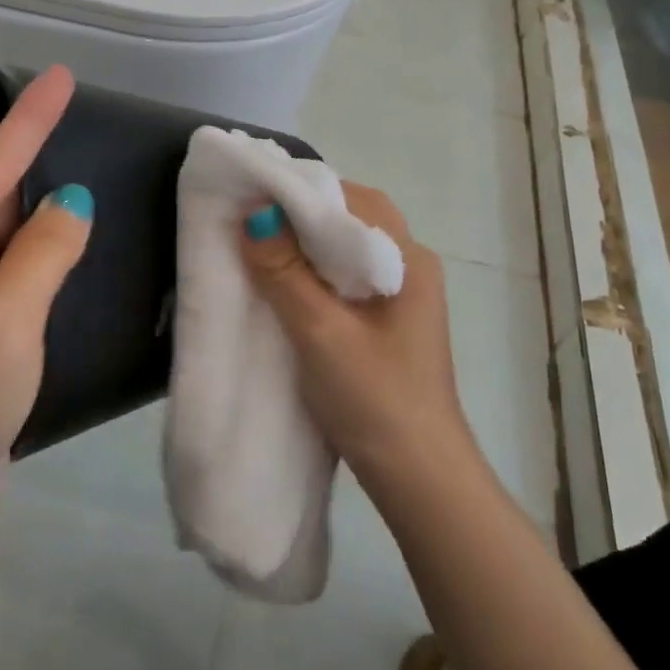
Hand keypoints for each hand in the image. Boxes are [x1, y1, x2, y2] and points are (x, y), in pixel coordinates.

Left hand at [0, 66, 93, 551]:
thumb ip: (43, 250)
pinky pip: (0, 265)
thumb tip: (73, 201)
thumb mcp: (3, 323)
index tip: (60, 75)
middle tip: (82, 128)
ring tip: (83, 184)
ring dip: (37, 217)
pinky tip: (66, 238)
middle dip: (33, 170)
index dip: (26, 121)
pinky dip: (34, 254)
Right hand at [240, 183, 473, 487]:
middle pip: (351, 220)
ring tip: (258, 244)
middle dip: (301, 214)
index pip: (353, 200)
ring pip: (346, 251)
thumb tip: (254, 214)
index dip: (302, 191)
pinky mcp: (386, 323)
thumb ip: (286, 272)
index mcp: (408, 259)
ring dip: (305, 245)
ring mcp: (400, 297)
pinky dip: (313, 272)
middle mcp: (409, 267)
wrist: (419, 478)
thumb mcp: (321, 332)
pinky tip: (282, 283)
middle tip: (250, 216)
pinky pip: (345, 279)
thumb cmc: (375, 399)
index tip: (254, 192)